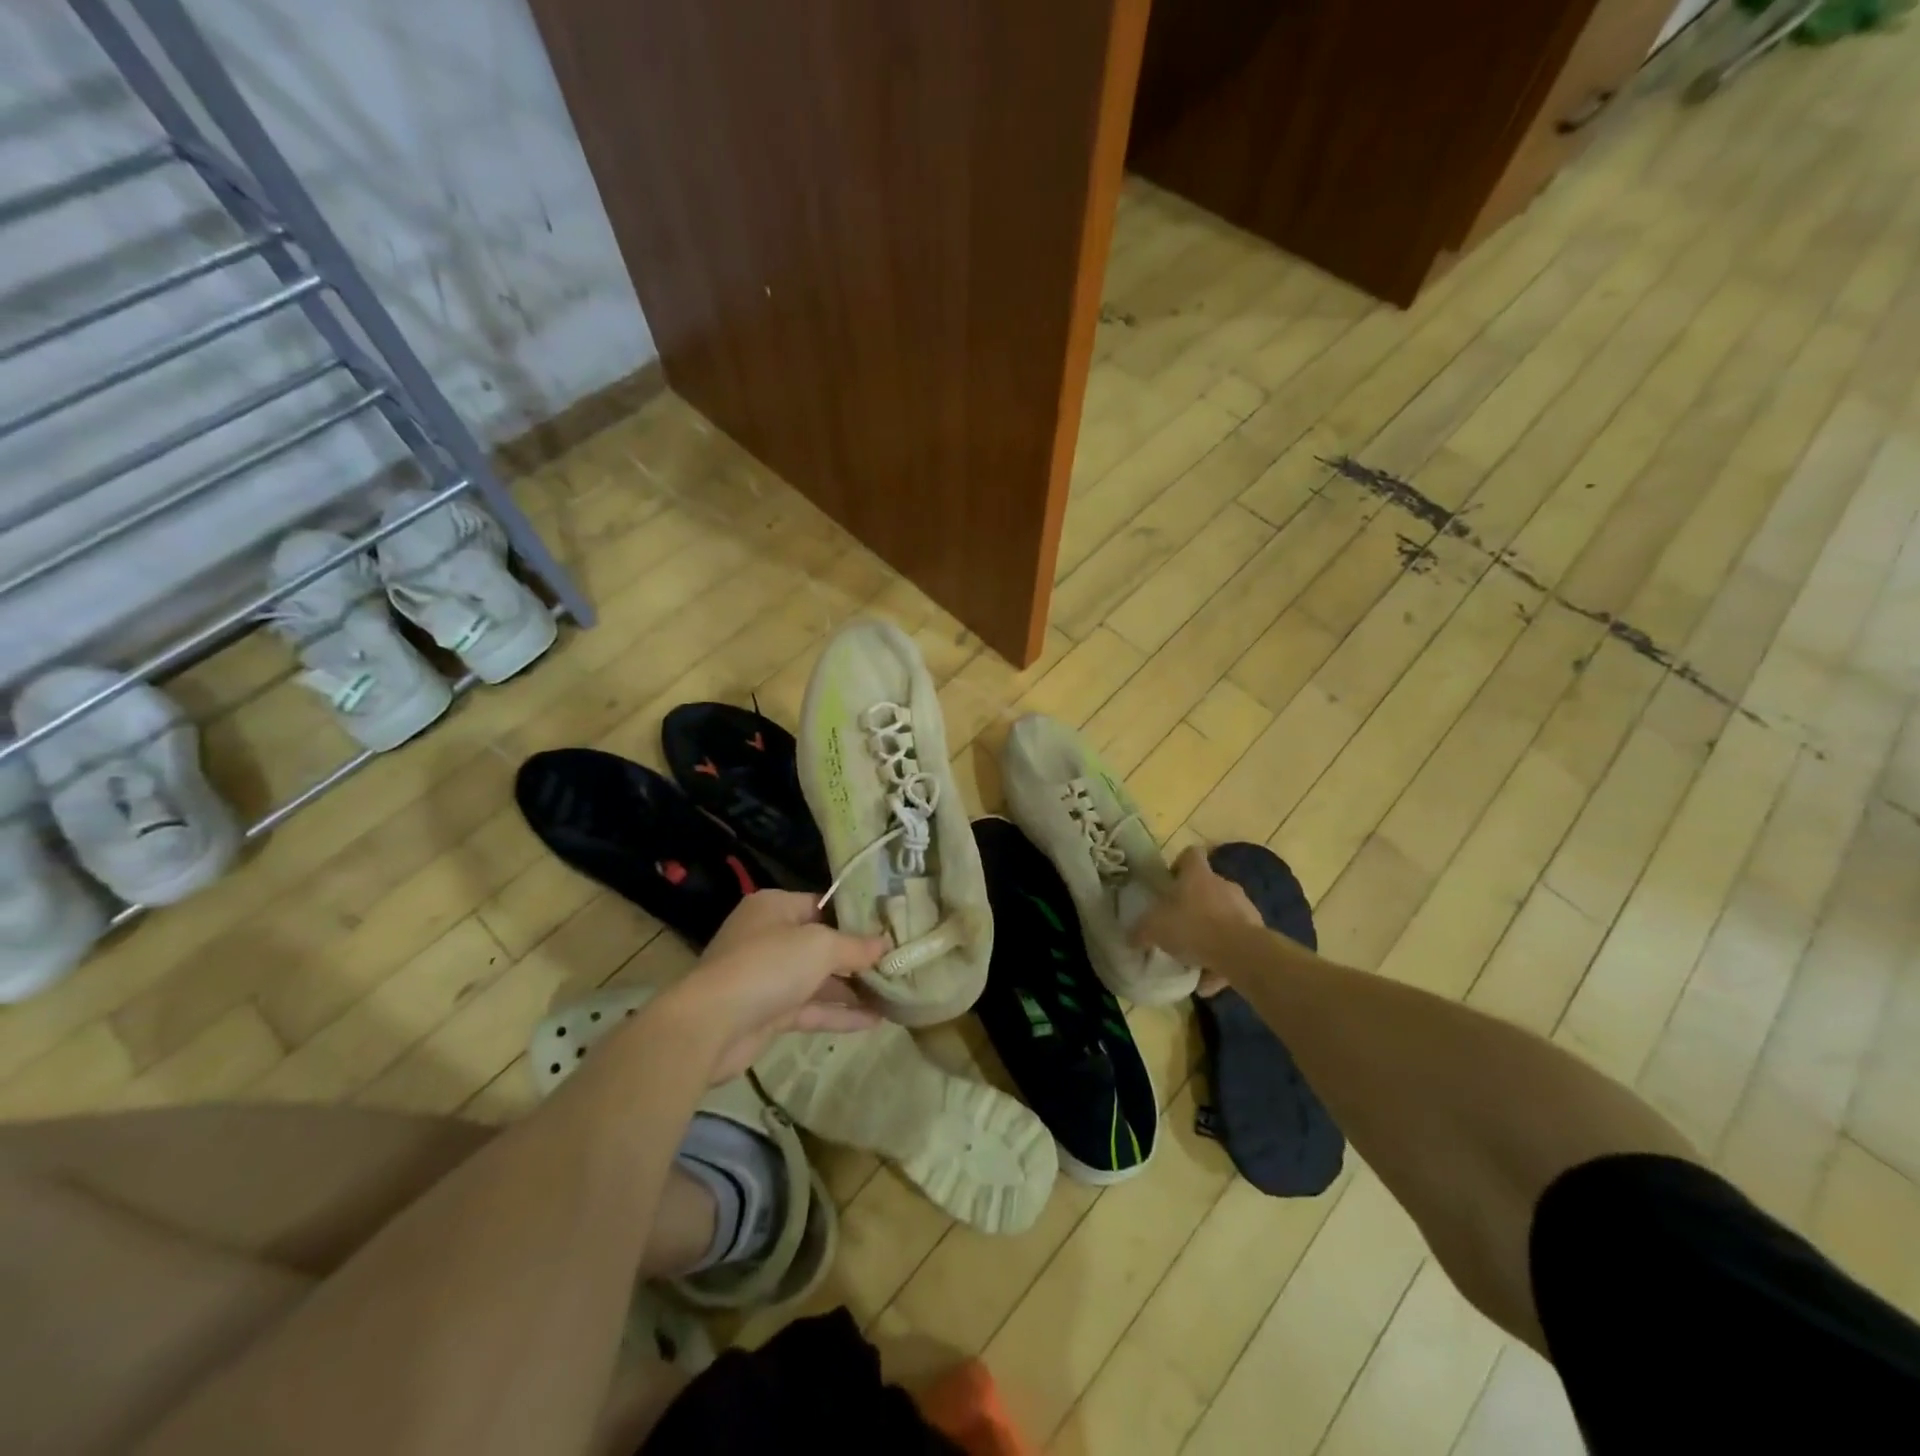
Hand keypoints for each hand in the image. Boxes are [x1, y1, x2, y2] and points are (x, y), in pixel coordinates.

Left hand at [659, 891, 889, 1082]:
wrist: (711, 1025)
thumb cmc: (767, 966)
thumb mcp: (820, 946)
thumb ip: (856, 946)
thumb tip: (886, 945)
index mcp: (775, 906)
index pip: (823, 905)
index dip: (857, 917)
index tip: (890, 927)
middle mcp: (770, 936)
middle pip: (822, 943)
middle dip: (858, 956)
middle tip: (898, 962)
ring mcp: (768, 977)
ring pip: (818, 979)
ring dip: (853, 988)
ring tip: (895, 993)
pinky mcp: (769, 1013)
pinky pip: (811, 1008)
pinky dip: (839, 1013)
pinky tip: (875, 1021)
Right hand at [1130, 846, 1263, 990]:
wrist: (1241, 953)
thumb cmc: (1193, 927)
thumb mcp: (1155, 929)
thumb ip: (1141, 932)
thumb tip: (1131, 937)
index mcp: (1198, 876)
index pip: (1191, 854)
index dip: (1180, 865)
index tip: (1171, 883)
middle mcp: (1223, 885)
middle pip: (1207, 888)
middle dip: (1194, 905)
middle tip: (1179, 925)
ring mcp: (1244, 907)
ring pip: (1223, 916)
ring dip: (1210, 934)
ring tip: (1194, 961)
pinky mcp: (1258, 932)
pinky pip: (1235, 943)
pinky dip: (1223, 959)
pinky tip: (1209, 981)